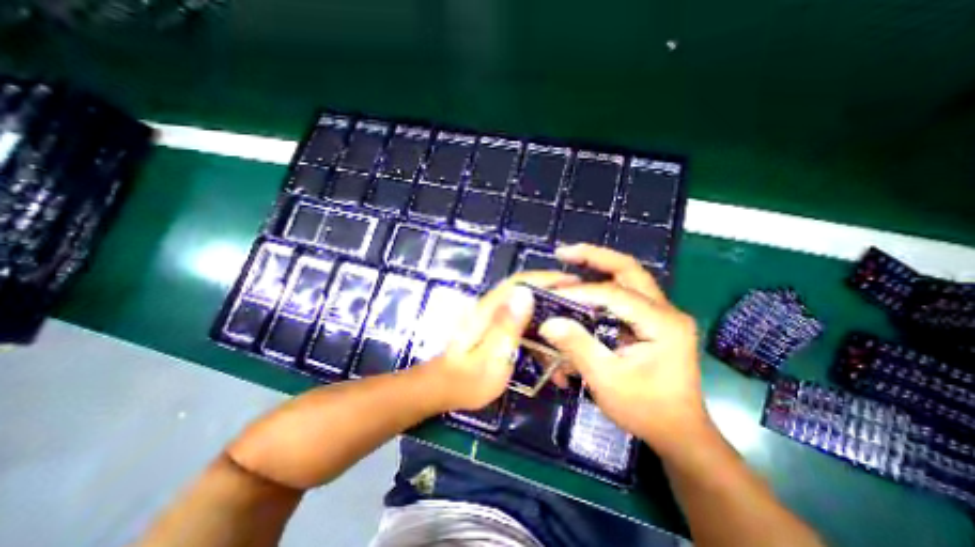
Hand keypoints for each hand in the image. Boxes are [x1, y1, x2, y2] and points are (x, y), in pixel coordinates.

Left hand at [421, 271, 576, 411]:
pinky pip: (520, 324)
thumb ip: (507, 326)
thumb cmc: (466, 379)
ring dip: (547, 317)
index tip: (573, 281)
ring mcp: (492, 318)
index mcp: (490, 309)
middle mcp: (491, 308)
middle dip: (553, 294)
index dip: (546, 278)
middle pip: (525, 292)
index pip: (520, 282)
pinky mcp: (494, 329)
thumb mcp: (490, 357)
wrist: (443, 389)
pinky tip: (549, 351)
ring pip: (525, 309)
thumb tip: (525, 294)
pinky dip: (537, 333)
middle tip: (579, 304)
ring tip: (570, 330)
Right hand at [537, 245, 705, 454]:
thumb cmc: (646, 410)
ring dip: (598, 265)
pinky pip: (625, 293)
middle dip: (594, 256)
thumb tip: (548, 323)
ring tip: (570, 260)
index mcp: (663, 323)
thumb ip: (578, 347)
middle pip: (628, 269)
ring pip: (628, 276)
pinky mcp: (653, 321)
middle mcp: (666, 310)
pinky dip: (602, 284)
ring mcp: (661, 314)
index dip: (580, 292)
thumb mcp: (607, 381)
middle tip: (564, 252)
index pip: (614, 294)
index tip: (550, 293)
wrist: (680, 433)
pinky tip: (583, 286)